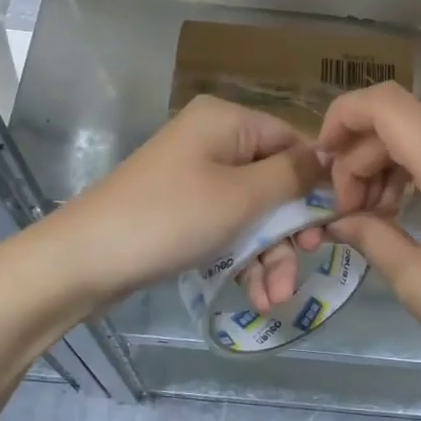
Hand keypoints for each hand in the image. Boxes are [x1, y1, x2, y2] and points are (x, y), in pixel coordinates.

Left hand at [45, 96, 319, 308]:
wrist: (85, 259)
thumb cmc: (171, 218)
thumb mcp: (242, 197)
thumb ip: (293, 176)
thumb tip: (330, 158)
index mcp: (228, 121)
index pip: (293, 141)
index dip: (317, 182)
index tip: (335, 224)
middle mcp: (214, 140)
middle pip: (275, 181)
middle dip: (290, 231)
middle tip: (305, 262)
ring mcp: (196, 176)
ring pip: (253, 212)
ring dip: (269, 256)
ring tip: (274, 298)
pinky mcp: (184, 209)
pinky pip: (228, 227)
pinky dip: (243, 259)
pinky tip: (255, 296)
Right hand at [316, 83, 420, 420]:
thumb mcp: (418, 284)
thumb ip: (370, 236)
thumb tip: (335, 220)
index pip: (388, 106)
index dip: (343, 117)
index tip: (321, 163)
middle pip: (406, 123)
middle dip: (362, 157)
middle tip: (345, 211)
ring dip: (390, 167)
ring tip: (372, 217)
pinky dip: (420, 176)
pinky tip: (406, 215)